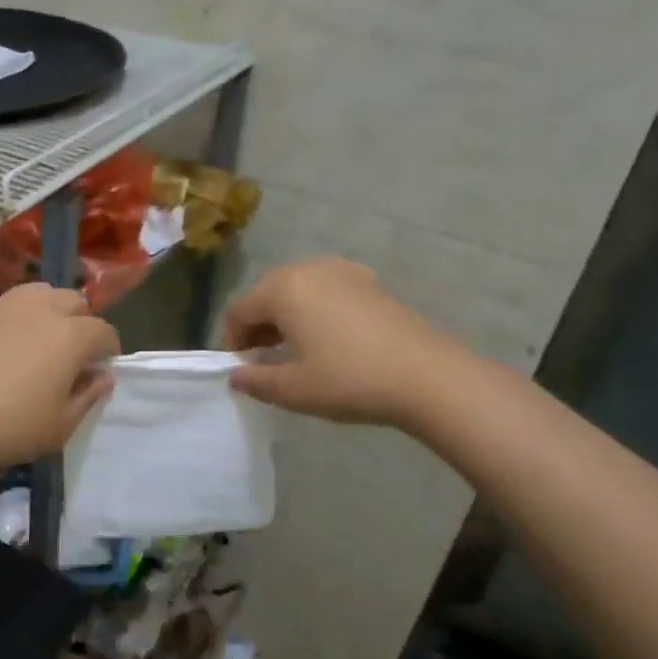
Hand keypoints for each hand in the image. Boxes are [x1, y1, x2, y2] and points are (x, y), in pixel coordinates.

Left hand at [0, 284, 120, 474]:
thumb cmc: (9, 429)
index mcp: (71, 336)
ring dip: (48, 310)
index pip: (104, 331)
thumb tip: (102, 376)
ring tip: (37, 339)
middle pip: (74, 301)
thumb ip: (88, 396)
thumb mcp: (61, 426)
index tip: (97, 371)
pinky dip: (12, 318)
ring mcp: (2, 305)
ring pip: (39, 293)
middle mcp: (41, 309)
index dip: (107, 351)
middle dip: (80, 323)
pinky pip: (4, 305)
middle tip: (69, 354)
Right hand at [221, 258, 444, 425]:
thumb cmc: (348, 380)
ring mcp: (343, 271)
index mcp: (283, 289)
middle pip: (266, 293)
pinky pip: (326, 291)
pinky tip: (328, 340)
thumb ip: (254, 380)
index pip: (239, 310)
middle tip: (261, 360)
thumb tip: (236, 375)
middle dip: (257, 325)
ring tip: (293, 350)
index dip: (231, 340)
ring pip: (297, 290)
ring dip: (285, 317)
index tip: (239, 369)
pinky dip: (314, 310)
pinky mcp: (370, 282)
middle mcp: (309, 269)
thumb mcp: (292, 390)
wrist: (426, 376)